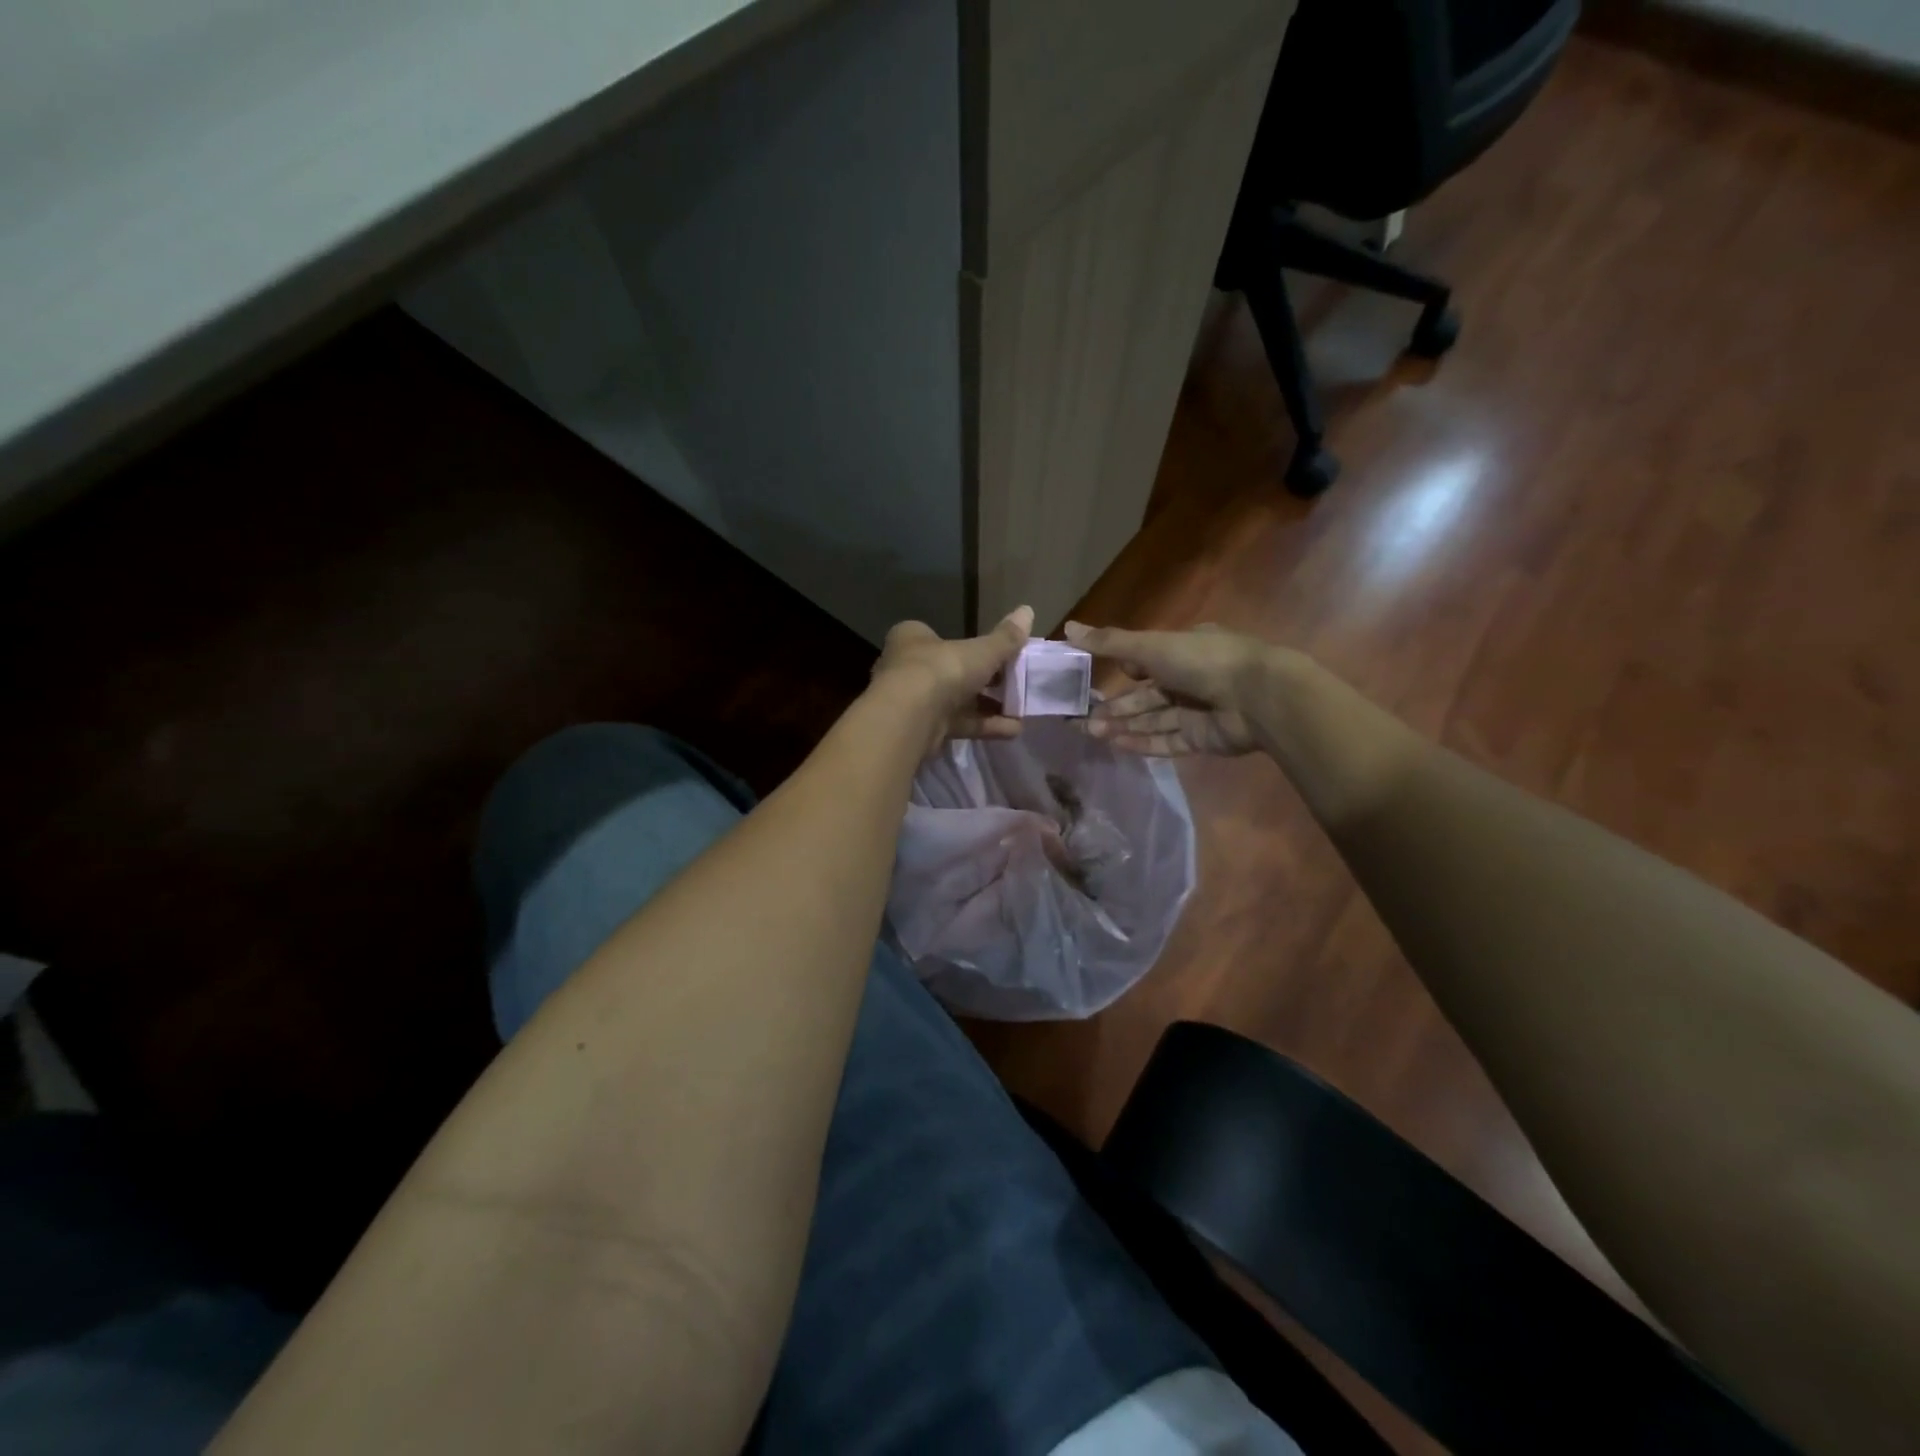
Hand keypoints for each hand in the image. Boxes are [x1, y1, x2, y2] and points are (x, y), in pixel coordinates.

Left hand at [871, 606, 1033, 753]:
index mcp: (913, 639)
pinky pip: (959, 724)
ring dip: (988, 707)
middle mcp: (908, 668)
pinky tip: (1013, 730)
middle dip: (983, 681)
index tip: (996, 654)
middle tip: (1013, 683)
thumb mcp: (981, 651)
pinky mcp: (923, 729)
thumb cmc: (942, 669)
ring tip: (1020, 711)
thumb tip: (1028, 610)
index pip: (939, 637)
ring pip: (957, 701)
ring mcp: (914, 701)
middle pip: (951, 671)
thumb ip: (1005, 638)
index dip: (967, 645)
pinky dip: (985, 726)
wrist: (910, 717)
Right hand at [1063, 620, 1275, 756]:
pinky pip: (1166, 741)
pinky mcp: (1201, 739)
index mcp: (1182, 649)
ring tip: (1090, 732)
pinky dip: (1142, 743)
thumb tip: (1067, 628)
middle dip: (1114, 707)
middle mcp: (1189, 678)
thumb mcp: (1151, 645)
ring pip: (1151, 719)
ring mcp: (1196, 711)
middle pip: (1144, 696)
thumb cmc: (1203, 661)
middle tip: (1080, 719)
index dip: (1121, 670)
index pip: (1145, 660)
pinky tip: (1116, 745)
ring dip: (1122, 725)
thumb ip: (1109, 642)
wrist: (1258, 697)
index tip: (1092, 679)